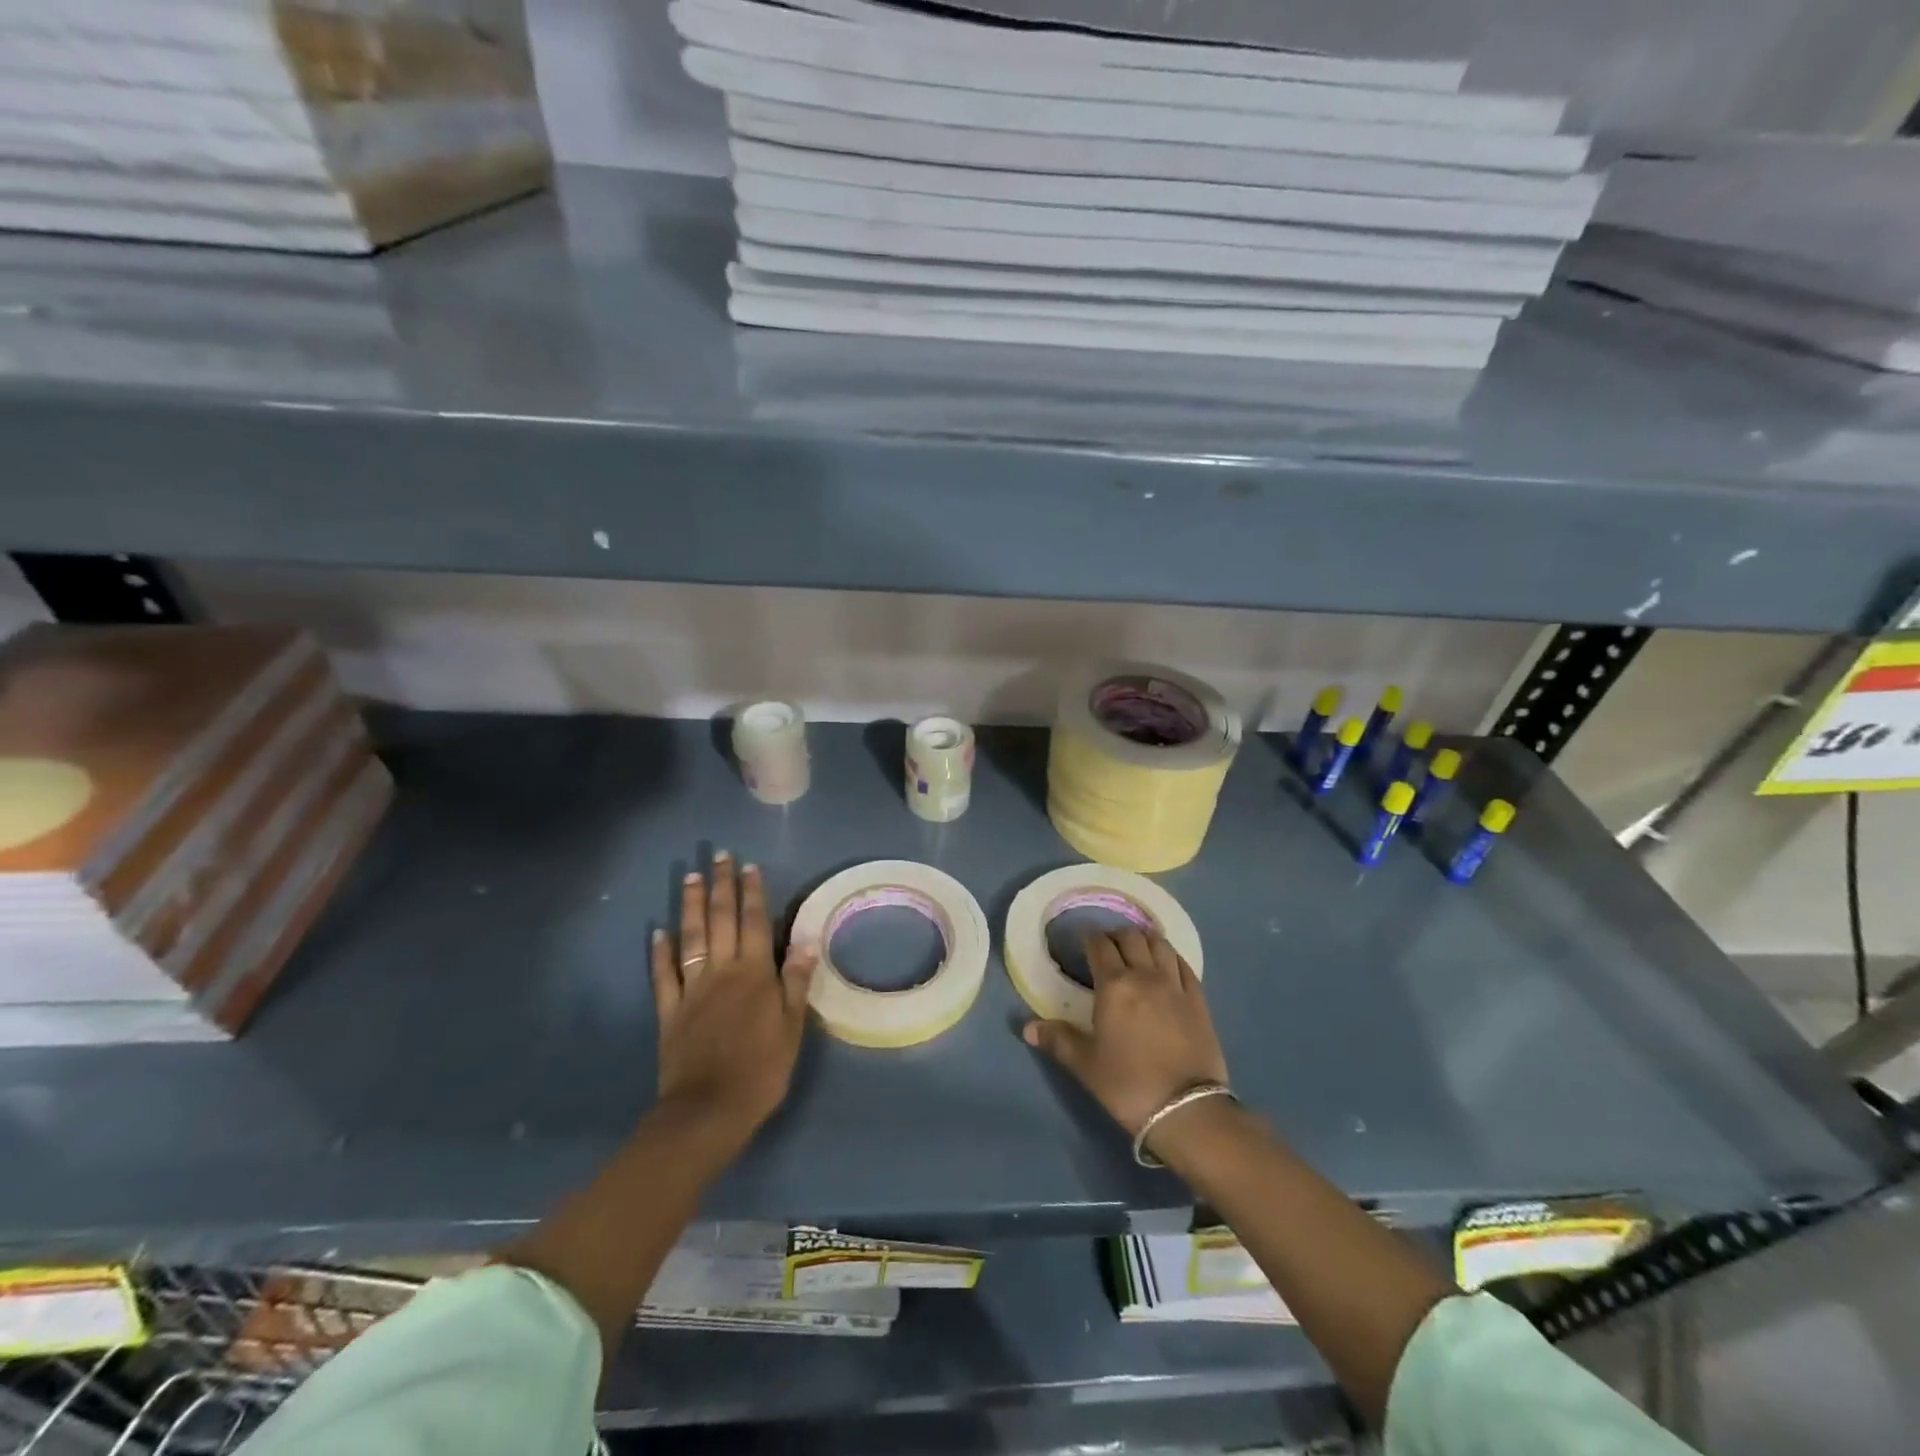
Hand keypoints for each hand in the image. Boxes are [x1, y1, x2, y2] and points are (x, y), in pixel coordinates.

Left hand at [650, 852, 817, 1141]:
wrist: (710, 1110)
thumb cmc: (762, 1068)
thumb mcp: (792, 1026)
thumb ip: (795, 981)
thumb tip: (806, 940)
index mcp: (754, 973)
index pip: (754, 922)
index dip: (753, 893)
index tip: (750, 866)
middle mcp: (721, 971)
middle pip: (721, 921)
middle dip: (722, 886)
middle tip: (720, 857)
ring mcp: (691, 989)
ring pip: (691, 938)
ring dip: (691, 906)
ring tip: (692, 877)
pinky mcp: (669, 1011)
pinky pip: (662, 976)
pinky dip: (659, 952)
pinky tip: (657, 931)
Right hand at [1023, 928, 1228, 1145]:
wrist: (1187, 1109)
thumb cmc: (1128, 1085)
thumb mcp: (1086, 1065)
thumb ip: (1058, 1040)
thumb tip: (1027, 1027)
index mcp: (1114, 986)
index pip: (1100, 946)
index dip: (1090, 938)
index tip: (1083, 940)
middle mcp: (1145, 975)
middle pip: (1131, 938)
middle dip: (1116, 935)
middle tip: (1107, 945)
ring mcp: (1175, 985)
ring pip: (1160, 944)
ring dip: (1145, 939)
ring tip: (1137, 948)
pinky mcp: (1199, 1000)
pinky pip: (1184, 965)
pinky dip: (1171, 956)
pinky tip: (1167, 963)